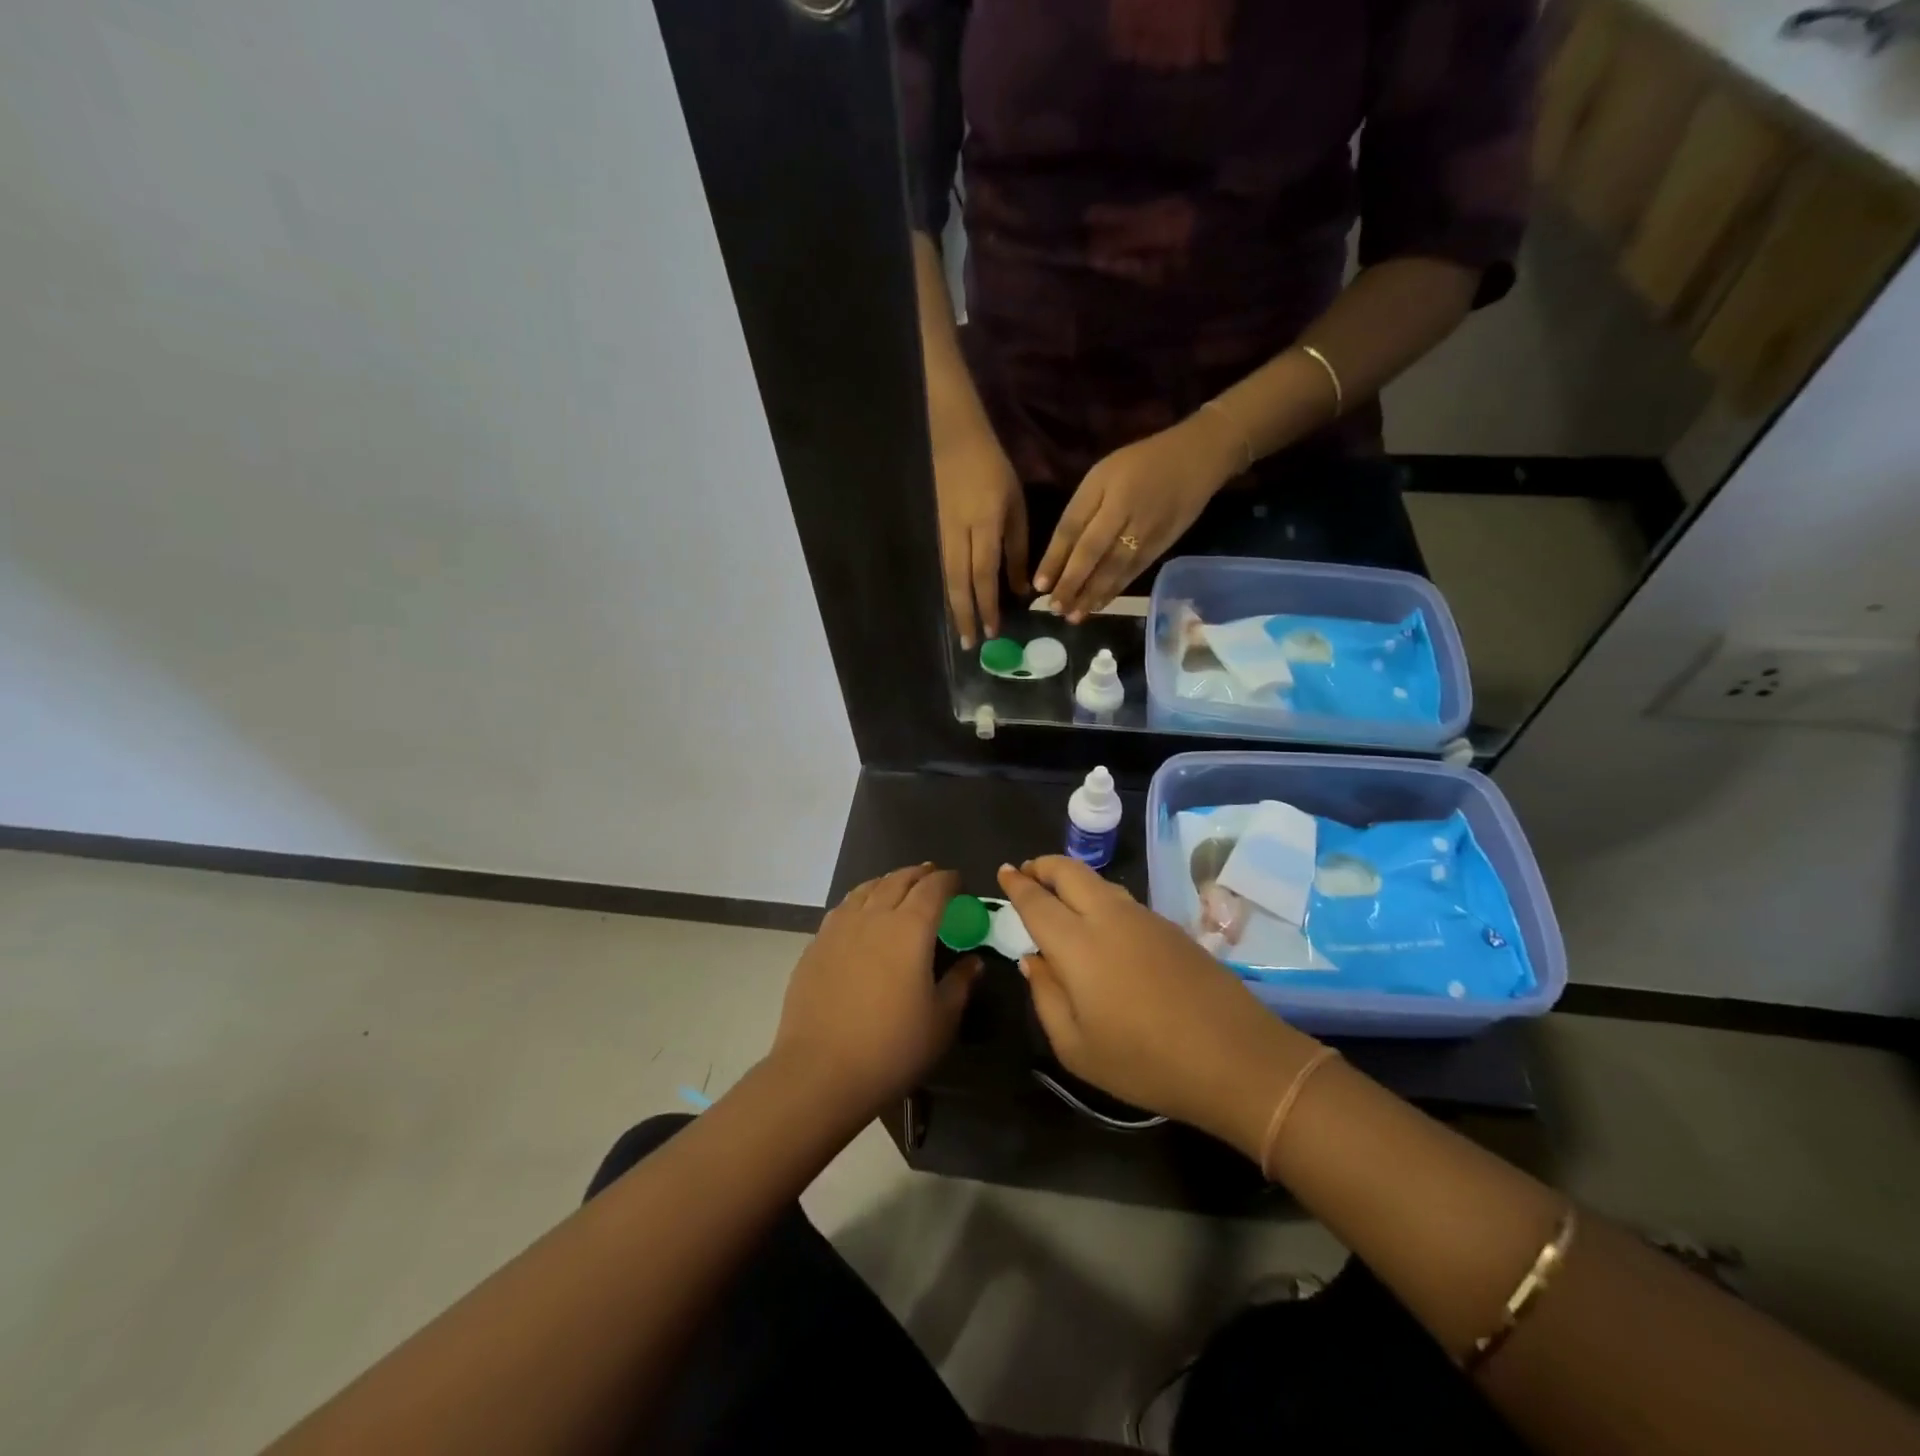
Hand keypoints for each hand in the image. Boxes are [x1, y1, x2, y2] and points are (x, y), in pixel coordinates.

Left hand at [772, 864, 982, 1118]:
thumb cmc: (892, 1048)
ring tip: (898, 885)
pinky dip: (860, 900)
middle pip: (898, 880)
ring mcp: (839, 928)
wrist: (821, 1072)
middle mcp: (874, 916)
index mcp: (910, 929)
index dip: (949, 881)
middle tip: (932, 875)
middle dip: (919, 874)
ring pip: (867, 889)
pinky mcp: (815, 945)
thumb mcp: (941, 1021)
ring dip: (888, 881)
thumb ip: (960, 984)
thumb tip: (973, 961)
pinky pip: (843, 908)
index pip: (934, 889)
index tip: (960, 883)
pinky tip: (861, 913)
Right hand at [935, 425, 1028, 648]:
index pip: (984, 575)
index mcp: (984, 526)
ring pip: (946, 578)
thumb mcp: (1015, 506)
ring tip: (960, 631)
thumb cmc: (993, 471)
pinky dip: (947, 590)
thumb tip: (1021, 589)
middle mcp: (959, 535)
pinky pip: (941, 568)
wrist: (954, 441)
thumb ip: (1018, 548)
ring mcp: (942, 534)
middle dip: (965, 615)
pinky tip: (952, 604)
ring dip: (954, 608)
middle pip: (959, 584)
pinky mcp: (934, 532)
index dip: (988, 605)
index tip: (992, 631)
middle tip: (969, 644)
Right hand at [996, 857, 1320, 1157]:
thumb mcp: (1076, 1047)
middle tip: (1027, 873)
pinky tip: (1100, 923)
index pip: (1037, 900)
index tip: (1004, 872)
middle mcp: (1108, 917)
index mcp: (1077, 944)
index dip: (1017, 883)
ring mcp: (1144, 917)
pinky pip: (1123, 899)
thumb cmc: (1145, 1062)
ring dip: (1072, 879)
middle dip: (1043, 865)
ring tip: (1059, 895)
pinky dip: (1099, 896)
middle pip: (1069, 871)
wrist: (1235, 1057)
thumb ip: (1045, 996)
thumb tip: (1033, 959)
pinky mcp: (1171, 927)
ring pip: (1099, 881)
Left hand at [1032, 412, 1243, 622]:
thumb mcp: (1102, 474)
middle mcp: (1123, 512)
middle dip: (1071, 584)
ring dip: (1091, 595)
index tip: (1038, 585)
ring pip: (1113, 568)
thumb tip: (1058, 552)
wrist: (1198, 458)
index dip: (1054, 558)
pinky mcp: (1160, 545)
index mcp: (1104, 489)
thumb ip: (1081, 510)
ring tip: (1073, 616)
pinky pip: (1133, 572)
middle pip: (1092, 553)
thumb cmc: (1139, 463)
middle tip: (1054, 608)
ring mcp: (1145, 531)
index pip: (1072, 528)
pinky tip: (1098, 606)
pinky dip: (1114, 591)